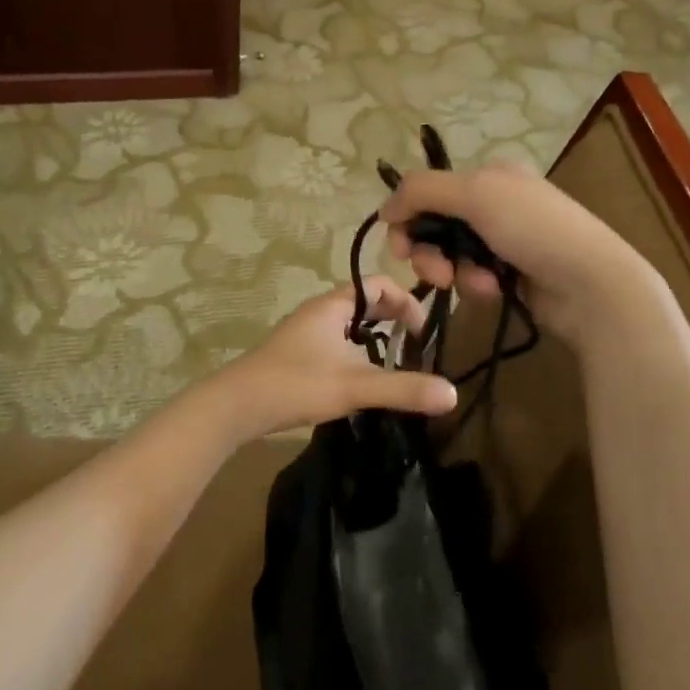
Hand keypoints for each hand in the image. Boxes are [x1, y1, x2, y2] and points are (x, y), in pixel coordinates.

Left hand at [212, 277, 458, 440]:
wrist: (236, 405)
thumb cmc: (297, 384)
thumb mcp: (355, 387)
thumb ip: (403, 389)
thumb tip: (452, 393)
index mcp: (333, 306)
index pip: (378, 285)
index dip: (406, 301)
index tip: (422, 332)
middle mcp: (318, 312)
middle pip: (364, 302)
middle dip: (392, 319)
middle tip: (414, 346)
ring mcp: (304, 333)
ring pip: (349, 324)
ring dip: (373, 337)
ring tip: (392, 363)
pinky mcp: (295, 354)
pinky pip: (335, 342)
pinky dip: (355, 351)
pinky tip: (358, 381)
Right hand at [383, 162, 659, 345]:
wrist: (592, 283)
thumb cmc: (534, 228)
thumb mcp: (476, 194)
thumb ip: (422, 191)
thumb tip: (384, 207)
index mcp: (489, 176)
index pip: (428, 191)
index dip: (408, 218)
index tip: (400, 247)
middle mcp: (494, 203)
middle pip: (435, 226)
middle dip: (430, 252)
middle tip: (437, 274)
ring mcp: (503, 241)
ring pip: (451, 256)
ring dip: (456, 272)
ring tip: (478, 284)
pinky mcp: (510, 274)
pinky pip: (472, 278)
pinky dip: (477, 285)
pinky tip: (496, 290)